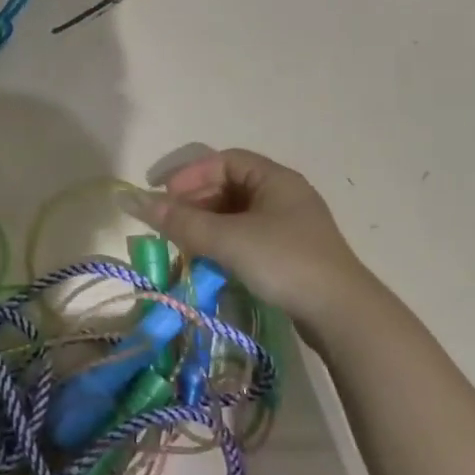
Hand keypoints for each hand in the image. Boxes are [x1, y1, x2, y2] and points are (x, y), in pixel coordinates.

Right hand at [126, 148, 367, 323]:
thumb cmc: (284, 262)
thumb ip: (180, 221)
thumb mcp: (227, 239)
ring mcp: (290, 226)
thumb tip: (133, 202)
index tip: (164, 196)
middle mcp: (284, 195)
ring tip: (183, 243)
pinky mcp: (290, 254)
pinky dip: (223, 242)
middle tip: (169, 222)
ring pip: (237, 214)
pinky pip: (247, 236)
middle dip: (195, 200)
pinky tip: (209, 261)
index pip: (224, 160)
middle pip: (229, 185)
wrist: (341, 314)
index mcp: (275, 178)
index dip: (190, 174)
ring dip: (206, 224)